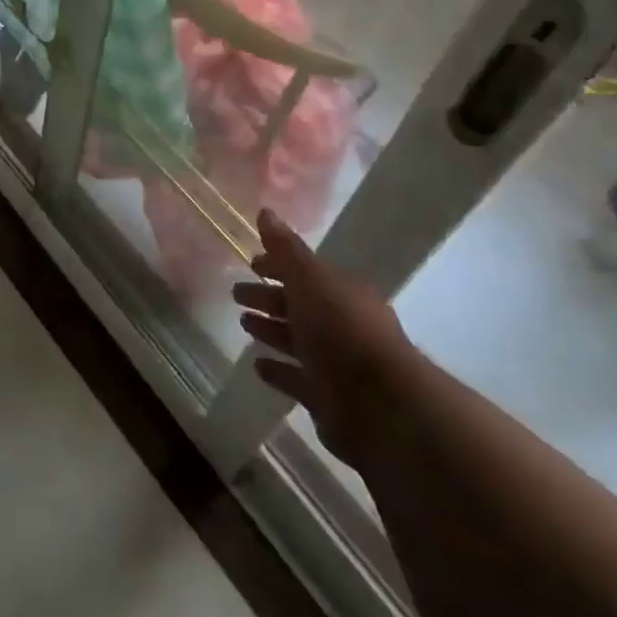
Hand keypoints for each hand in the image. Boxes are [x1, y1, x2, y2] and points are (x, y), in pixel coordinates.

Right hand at [232, 209, 416, 463]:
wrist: (380, 405)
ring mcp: (337, 363)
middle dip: (269, 297)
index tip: (251, 263)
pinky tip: (258, 366)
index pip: (306, 272)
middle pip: (300, 305)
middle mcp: (343, 325)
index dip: (278, 265)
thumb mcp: (311, 279)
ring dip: (271, 330)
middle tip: (236, 293)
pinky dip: (279, 371)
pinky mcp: (329, 398)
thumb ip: (286, 249)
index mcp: (343, 293)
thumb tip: (265, 211)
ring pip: (297, 341)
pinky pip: (297, 379)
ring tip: (244, 324)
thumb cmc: (343, 330)